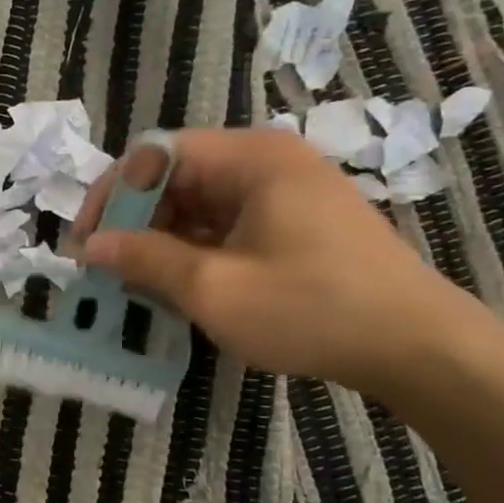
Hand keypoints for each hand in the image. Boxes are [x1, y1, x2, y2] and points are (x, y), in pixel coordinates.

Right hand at [74, 128, 491, 395]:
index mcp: (250, 157)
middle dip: (133, 222)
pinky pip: (224, 225)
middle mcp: (266, 161)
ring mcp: (283, 192)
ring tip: (135, 285)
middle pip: (175, 176)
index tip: (85, 243)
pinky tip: (178, 288)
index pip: (153, 154)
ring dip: (160, 241)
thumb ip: (144, 259)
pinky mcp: (293, 223)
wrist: (418, 348)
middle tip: (106, 270)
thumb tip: (88, 245)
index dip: (110, 195)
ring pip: (197, 204)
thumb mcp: (214, 288)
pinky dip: (193, 252)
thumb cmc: (312, 309)